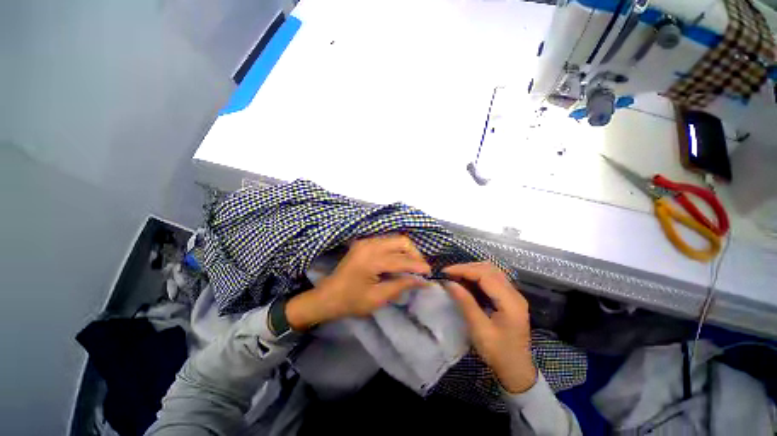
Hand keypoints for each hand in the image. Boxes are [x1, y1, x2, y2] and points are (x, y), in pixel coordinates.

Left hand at [286, 234, 430, 329]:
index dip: (418, 266)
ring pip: (394, 239)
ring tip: (411, 266)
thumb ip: (401, 285)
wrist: (328, 296)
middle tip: (420, 269)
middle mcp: (369, 245)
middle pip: (400, 241)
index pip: (402, 259)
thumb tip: (422, 281)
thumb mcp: (378, 298)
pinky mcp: (364, 242)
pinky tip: (398, 260)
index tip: (430, 274)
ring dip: (406, 250)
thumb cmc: (351, 301)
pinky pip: (386, 241)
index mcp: (371, 260)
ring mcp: (366, 241)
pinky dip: (396, 249)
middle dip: (414, 253)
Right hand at [442, 262, 536, 393]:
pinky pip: (492, 280)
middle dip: (467, 268)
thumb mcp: (479, 329)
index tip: (445, 272)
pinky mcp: (509, 298)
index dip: (464, 270)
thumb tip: (449, 283)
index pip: (485, 274)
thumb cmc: (498, 353)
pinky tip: (467, 283)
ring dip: (472, 271)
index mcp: (510, 301)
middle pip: (489, 269)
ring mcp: (513, 295)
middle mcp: (514, 294)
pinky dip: (477, 277)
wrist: (517, 371)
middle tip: (449, 274)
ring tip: (455, 276)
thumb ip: (465, 302)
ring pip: (491, 272)